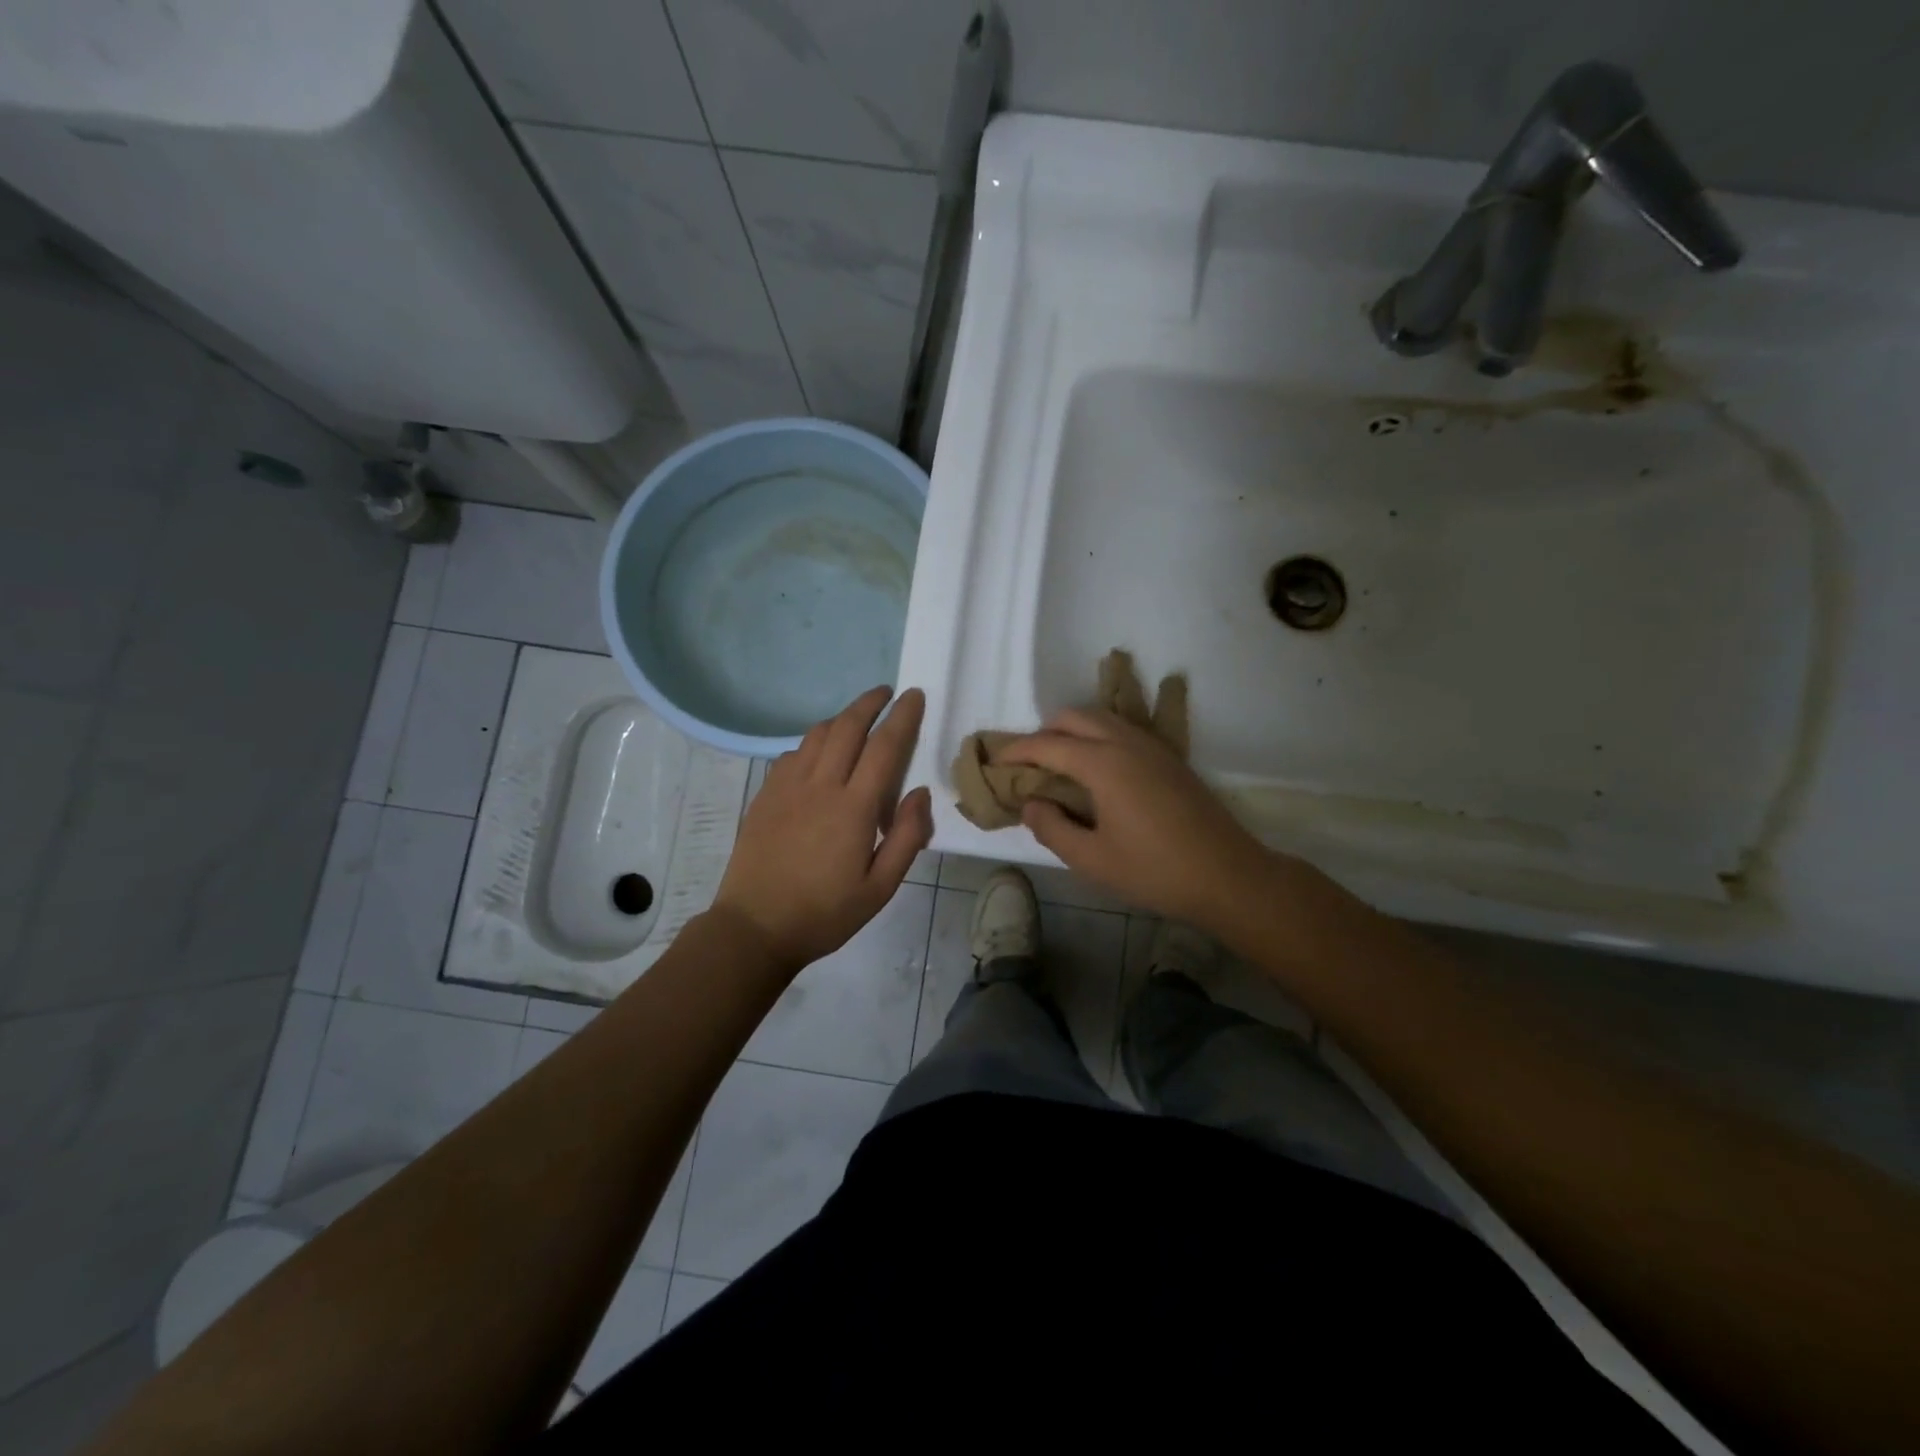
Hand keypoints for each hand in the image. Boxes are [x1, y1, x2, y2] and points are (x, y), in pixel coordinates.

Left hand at [712, 686, 932, 976]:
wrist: (754, 928)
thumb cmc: (824, 913)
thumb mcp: (880, 888)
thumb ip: (908, 837)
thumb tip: (920, 792)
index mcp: (853, 808)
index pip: (884, 747)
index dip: (902, 717)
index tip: (914, 696)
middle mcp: (820, 786)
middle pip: (847, 727)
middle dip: (870, 703)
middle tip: (887, 694)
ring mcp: (787, 787)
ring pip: (816, 735)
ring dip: (841, 718)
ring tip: (857, 719)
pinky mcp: (765, 795)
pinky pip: (793, 754)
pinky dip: (813, 743)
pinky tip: (819, 756)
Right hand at [998, 708, 1280, 929]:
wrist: (1228, 875)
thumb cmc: (1155, 871)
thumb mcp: (1092, 859)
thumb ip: (1052, 828)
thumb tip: (1031, 803)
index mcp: (1103, 763)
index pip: (1047, 745)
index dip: (1016, 751)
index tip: (994, 761)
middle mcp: (1126, 742)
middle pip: (1074, 717)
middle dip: (1043, 732)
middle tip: (1027, 764)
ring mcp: (1152, 746)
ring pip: (1102, 718)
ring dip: (1072, 731)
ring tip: (1058, 764)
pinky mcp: (1170, 757)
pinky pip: (1123, 730)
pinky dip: (1098, 736)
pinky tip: (1097, 768)